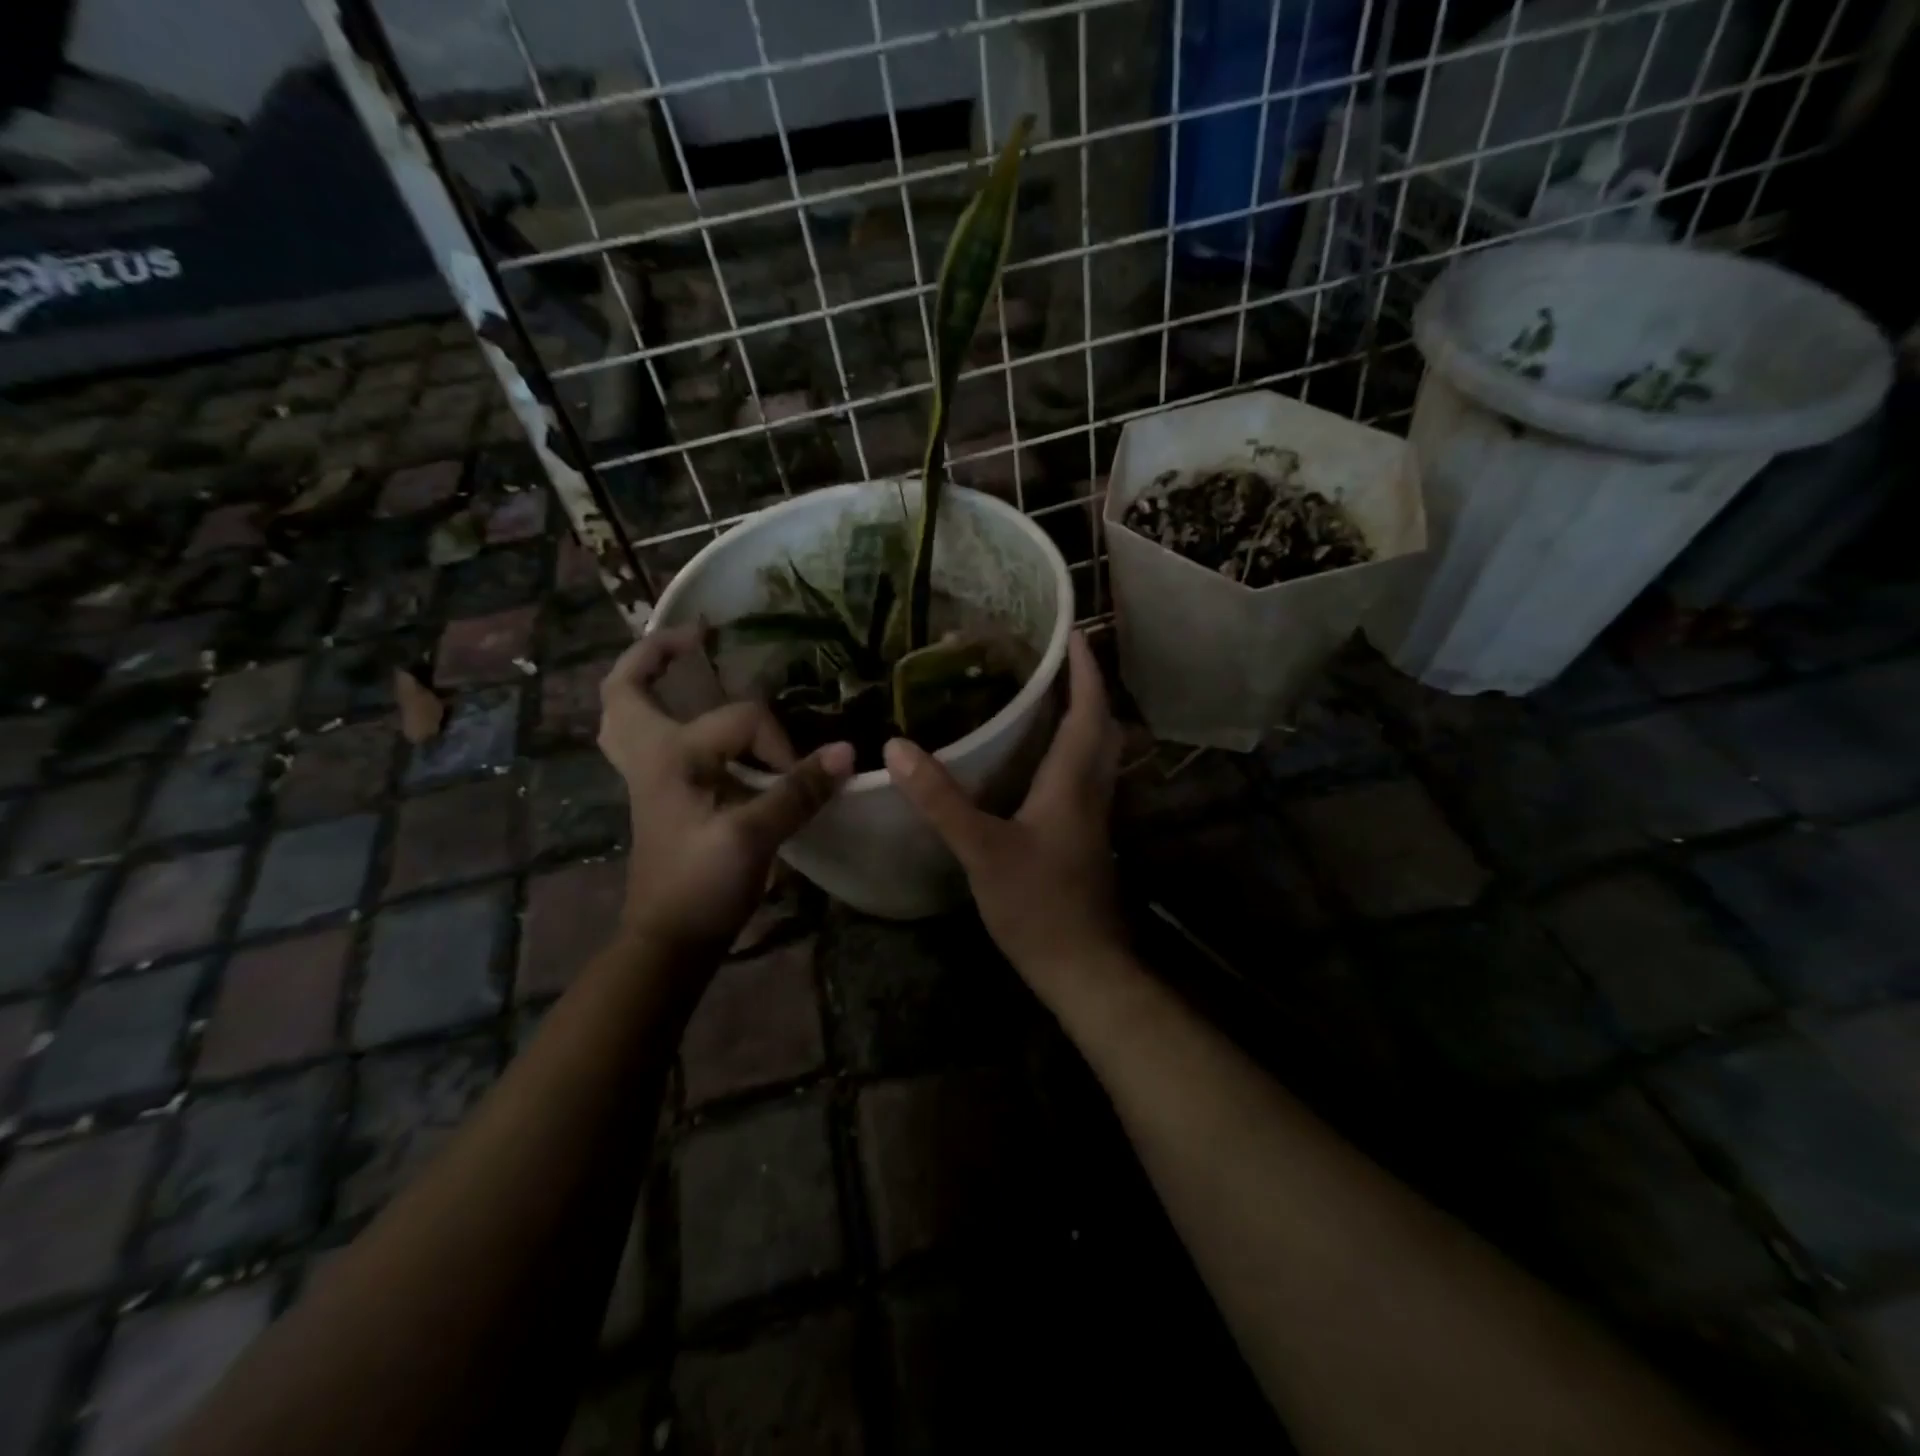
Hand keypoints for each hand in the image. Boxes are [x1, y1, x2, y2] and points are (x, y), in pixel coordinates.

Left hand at [599, 628, 852, 956]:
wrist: (668, 941)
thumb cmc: (701, 886)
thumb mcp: (752, 837)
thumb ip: (797, 791)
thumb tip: (846, 751)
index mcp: (669, 756)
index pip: (742, 719)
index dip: (781, 743)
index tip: (801, 777)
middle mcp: (650, 756)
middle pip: (625, 690)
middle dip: (655, 656)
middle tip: (695, 639)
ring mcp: (649, 778)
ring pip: (630, 716)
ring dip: (652, 686)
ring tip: (687, 668)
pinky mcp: (661, 798)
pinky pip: (651, 742)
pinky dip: (666, 720)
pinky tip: (704, 729)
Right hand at [884, 631, 1124, 987]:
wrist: (1083, 968)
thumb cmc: (1038, 905)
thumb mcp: (982, 850)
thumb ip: (941, 799)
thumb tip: (897, 746)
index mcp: (1073, 782)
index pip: (1089, 710)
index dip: (1084, 669)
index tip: (1074, 632)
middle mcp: (1092, 792)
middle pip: (1102, 727)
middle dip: (1086, 689)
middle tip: (1056, 662)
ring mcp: (1093, 819)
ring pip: (1098, 754)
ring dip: (1083, 720)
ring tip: (1048, 699)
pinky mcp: (1085, 840)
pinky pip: (1084, 780)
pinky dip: (1071, 754)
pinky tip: (1039, 764)